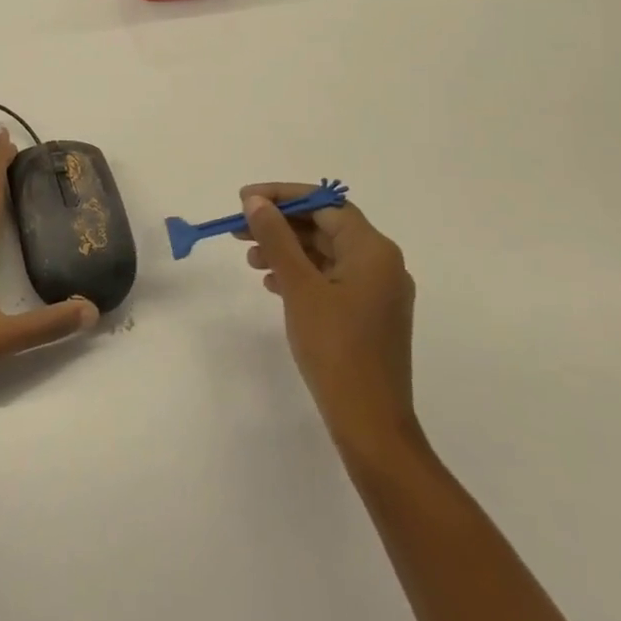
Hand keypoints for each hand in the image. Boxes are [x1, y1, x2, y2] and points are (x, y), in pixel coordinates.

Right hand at [240, 186, 420, 458]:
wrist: (370, 423)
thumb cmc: (335, 348)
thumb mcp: (299, 287)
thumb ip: (277, 238)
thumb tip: (256, 201)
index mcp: (373, 250)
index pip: (325, 203)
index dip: (283, 197)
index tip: (245, 200)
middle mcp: (382, 264)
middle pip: (326, 226)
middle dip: (281, 225)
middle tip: (239, 229)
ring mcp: (378, 292)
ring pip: (326, 253)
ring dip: (287, 250)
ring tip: (250, 260)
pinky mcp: (369, 315)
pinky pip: (332, 278)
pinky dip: (301, 274)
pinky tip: (272, 283)